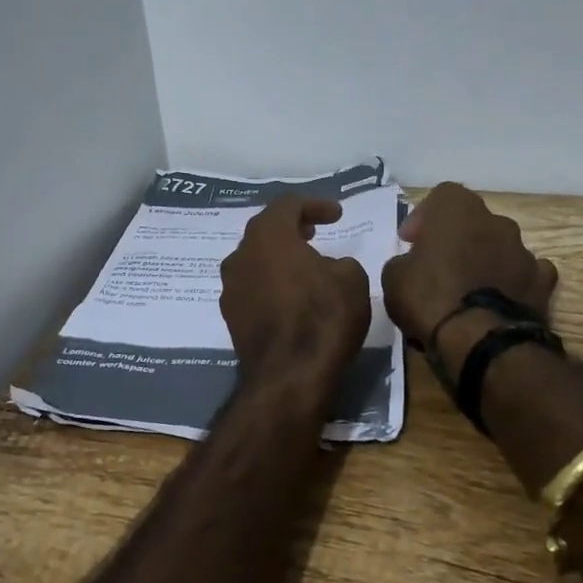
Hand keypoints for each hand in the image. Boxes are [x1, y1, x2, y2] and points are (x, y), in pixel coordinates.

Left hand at [219, 196, 370, 372]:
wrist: (288, 377)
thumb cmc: (322, 318)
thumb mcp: (352, 279)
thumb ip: (341, 262)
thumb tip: (329, 267)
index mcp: (268, 235)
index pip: (288, 205)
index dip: (315, 205)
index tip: (337, 215)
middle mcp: (241, 255)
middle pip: (266, 230)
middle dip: (292, 228)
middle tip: (314, 231)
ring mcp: (230, 287)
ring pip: (256, 259)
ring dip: (279, 257)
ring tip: (304, 265)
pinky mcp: (230, 316)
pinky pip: (253, 287)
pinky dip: (271, 283)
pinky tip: (291, 296)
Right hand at [381, 182, 558, 350]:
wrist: (483, 341)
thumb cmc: (431, 299)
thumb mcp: (393, 278)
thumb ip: (403, 262)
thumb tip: (411, 265)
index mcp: (458, 209)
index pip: (441, 196)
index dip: (424, 217)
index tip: (411, 242)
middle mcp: (495, 221)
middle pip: (473, 221)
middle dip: (457, 238)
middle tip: (438, 264)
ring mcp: (524, 250)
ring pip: (500, 246)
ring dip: (485, 260)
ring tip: (469, 289)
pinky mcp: (543, 282)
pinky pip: (526, 273)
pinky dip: (513, 282)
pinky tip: (500, 300)